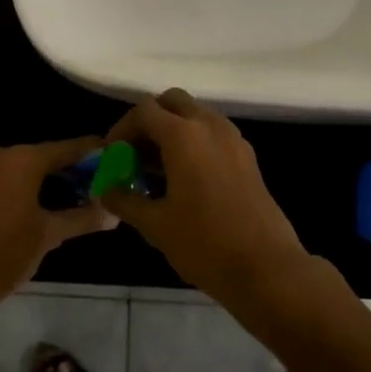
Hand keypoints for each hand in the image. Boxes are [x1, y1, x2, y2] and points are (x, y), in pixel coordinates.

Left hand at [0, 137, 117, 311]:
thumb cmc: (8, 253)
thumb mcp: (50, 234)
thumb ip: (84, 218)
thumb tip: (114, 214)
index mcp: (23, 160)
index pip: (66, 148)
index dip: (91, 152)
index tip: (112, 155)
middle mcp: (0, 156)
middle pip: (43, 156)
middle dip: (69, 168)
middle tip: (95, 181)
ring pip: (22, 168)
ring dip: (45, 178)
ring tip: (71, 195)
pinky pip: (3, 179)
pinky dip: (22, 186)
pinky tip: (36, 205)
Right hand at [97, 89, 311, 306]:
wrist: (266, 269)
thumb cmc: (205, 243)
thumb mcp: (155, 225)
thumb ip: (125, 200)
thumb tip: (104, 189)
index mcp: (184, 135)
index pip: (144, 111)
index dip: (121, 129)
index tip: (112, 156)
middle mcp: (210, 126)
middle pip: (172, 102)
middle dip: (149, 120)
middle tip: (135, 152)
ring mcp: (234, 139)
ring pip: (196, 115)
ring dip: (173, 130)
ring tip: (157, 169)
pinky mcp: (247, 157)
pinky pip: (214, 134)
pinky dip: (194, 142)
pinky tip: (185, 179)